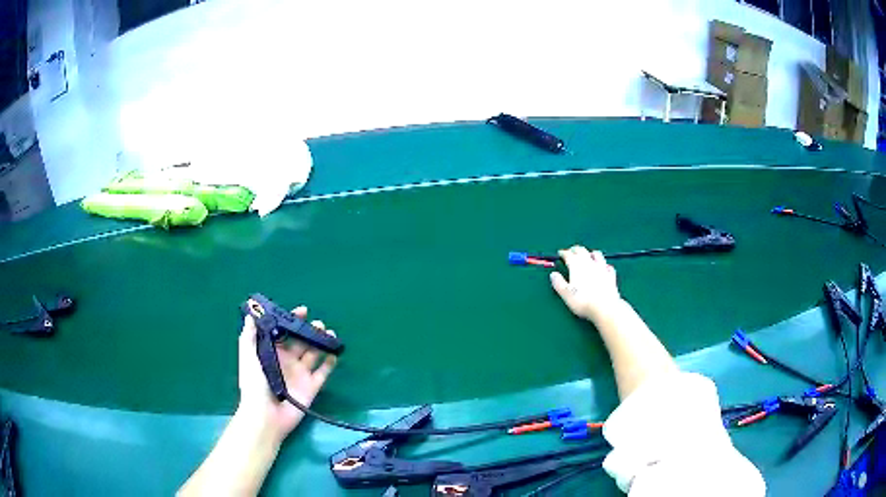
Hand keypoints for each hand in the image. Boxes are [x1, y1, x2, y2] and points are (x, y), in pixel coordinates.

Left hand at [237, 306, 336, 442]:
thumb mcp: (248, 357)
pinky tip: (334, 353)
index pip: (283, 333)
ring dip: (321, 343)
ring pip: (314, 354)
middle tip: (318, 324)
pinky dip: (329, 363)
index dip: (292, 321)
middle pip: (301, 342)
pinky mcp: (312, 387)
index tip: (302, 311)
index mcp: (272, 352)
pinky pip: (323, 372)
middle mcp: (287, 361)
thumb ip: (249, 337)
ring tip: (329, 333)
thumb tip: (251, 315)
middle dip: (310, 331)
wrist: (266, 415)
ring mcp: (301, 374)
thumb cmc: (254, 384)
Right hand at [550, 245, 621, 321]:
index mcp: (576, 265)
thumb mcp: (566, 294)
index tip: (560, 254)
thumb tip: (553, 274)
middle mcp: (589, 263)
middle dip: (575, 250)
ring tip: (588, 256)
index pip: (569, 254)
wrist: (605, 307)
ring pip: (596, 254)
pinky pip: (608, 266)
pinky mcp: (611, 275)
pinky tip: (603, 267)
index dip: (563, 253)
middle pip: (582, 250)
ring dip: (590, 253)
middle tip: (571, 252)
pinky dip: (604, 265)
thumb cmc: (583, 301)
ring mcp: (602, 268)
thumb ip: (558, 283)